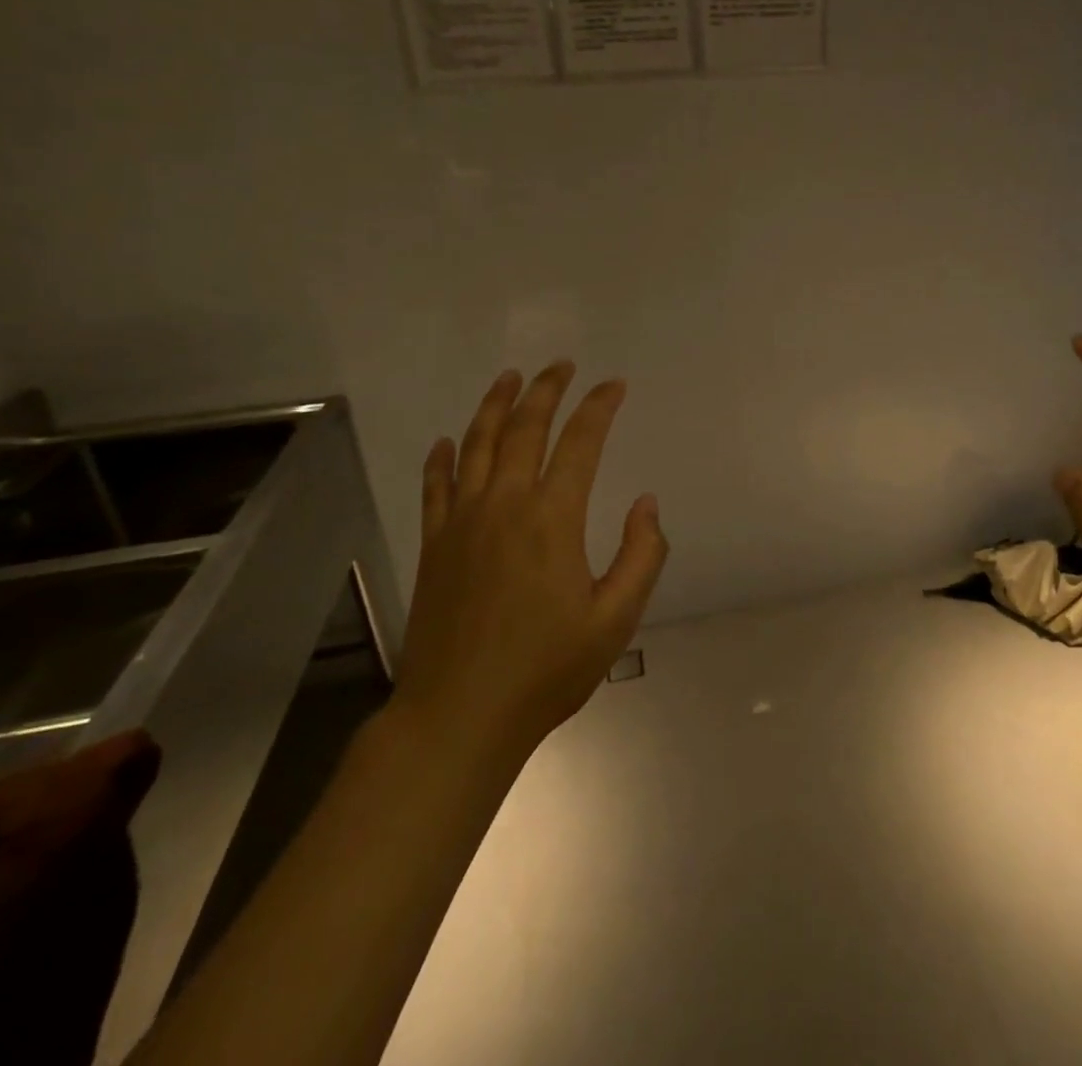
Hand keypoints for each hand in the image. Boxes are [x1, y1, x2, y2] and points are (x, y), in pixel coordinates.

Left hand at [391, 362, 667, 763]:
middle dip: (547, 390)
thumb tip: (646, 504)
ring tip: (510, 378)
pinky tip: (448, 441)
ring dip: (496, 405)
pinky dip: (443, 458)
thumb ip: (641, 555)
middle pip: (525, 428)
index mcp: (553, 518)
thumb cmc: (546, 669)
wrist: (459, 715)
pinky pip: (436, 486)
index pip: (580, 442)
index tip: (614, 385)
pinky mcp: (435, 544)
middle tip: (562, 365)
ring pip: (478, 444)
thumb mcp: (615, 618)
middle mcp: (505, 505)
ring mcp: (462, 522)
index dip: (599, 407)